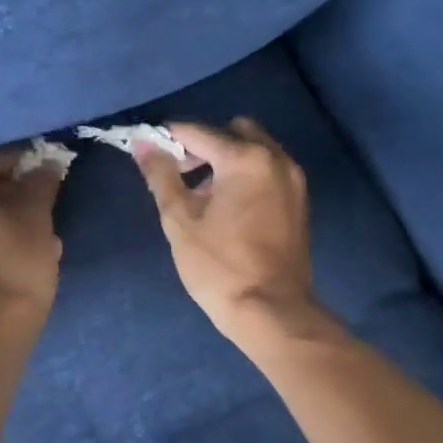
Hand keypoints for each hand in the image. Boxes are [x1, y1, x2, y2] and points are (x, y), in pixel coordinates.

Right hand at [135, 118, 319, 345]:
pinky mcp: (299, 200)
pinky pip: (269, 169)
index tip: (149, 152)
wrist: (272, 312)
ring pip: (255, 148)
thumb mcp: (180, 220)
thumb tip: (143, 144)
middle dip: (205, 143)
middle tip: (182, 172)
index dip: (168, 138)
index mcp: (245, 159)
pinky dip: (247, 174)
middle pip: (233, 130)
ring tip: (203, 194)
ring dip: (227, 158)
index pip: (198, 131)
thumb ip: (161, 175)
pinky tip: (228, 206)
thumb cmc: (219, 267)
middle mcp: (275, 158)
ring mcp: (293, 179)